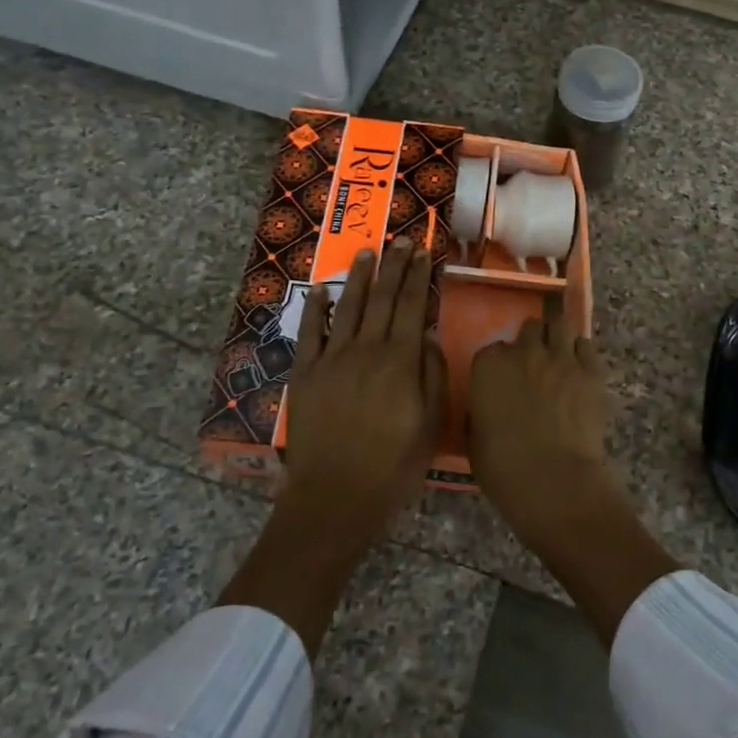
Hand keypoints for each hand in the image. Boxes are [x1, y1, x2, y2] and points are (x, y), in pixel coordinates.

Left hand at [280, 238, 445, 546]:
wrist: (336, 496)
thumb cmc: (393, 465)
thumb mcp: (430, 423)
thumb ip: (431, 373)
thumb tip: (427, 334)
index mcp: (400, 360)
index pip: (411, 306)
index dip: (418, 276)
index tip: (423, 251)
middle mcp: (366, 349)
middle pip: (382, 298)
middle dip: (393, 266)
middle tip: (400, 241)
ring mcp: (332, 359)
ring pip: (348, 307)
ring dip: (359, 277)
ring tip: (368, 253)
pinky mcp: (305, 374)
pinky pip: (310, 332)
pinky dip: (316, 308)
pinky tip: (321, 290)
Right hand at [468, 310, 677, 645]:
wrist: (555, 483)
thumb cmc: (504, 470)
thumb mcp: (475, 440)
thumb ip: (481, 411)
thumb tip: (489, 407)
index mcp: (489, 366)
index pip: (493, 349)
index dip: (501, 364)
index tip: (505, 380)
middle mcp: (524, 352)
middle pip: (530, 328)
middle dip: (532, 342)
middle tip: (535, 363)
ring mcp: (561, 358)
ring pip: (560, 325)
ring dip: (558, 338)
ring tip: (560, 356)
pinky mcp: (592, 371)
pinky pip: (588, 346)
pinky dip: (583, 353)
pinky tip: (581, 369)